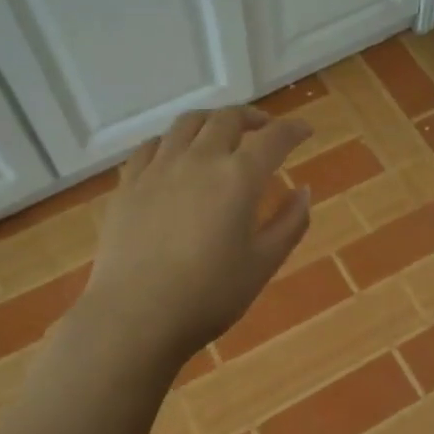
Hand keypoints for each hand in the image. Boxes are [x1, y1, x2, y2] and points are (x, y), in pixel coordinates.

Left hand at [82, 107, 312, 367]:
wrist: (135, 316)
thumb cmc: (209, 295)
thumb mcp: (263, 264)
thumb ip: (290, 223)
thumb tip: (303, 191)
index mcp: (239, 178)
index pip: (274, 138)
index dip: (293, 129)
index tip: (305, 130)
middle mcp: (199, 159)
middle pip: (227, 119)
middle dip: (252, 118)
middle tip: (264, 129)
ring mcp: (158, 168)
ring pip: (187, 123)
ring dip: (211, 121)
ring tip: (221, 132)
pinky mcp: (128, 184)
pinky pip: (151, 145)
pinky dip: (172, 140)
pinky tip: (174, 154)